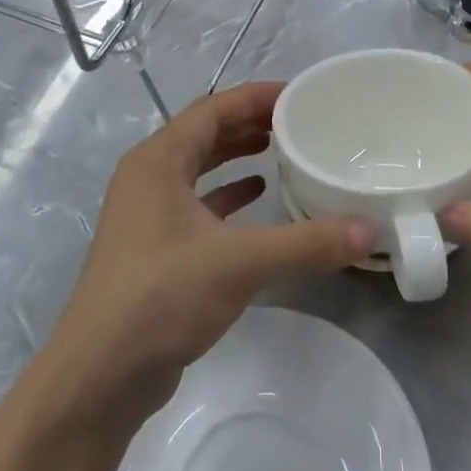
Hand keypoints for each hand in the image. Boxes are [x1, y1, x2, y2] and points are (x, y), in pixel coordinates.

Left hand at [43, 81, 373, 419]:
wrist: (100, 376)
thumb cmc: (161, 298)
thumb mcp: (240, 263)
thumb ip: (307, 243)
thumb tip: (370, 230)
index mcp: (158, 161)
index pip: (212, 109)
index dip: (256, 97)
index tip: (300, 95)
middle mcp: (148, 178)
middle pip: (204, 133)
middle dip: (249, 123)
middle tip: (299, 122)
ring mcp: (147, 214)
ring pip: (199, 168)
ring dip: (237, 156)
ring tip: (283, 151)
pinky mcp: (154, 248)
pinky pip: (197, 204)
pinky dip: (228, 195)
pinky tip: (258, 199)